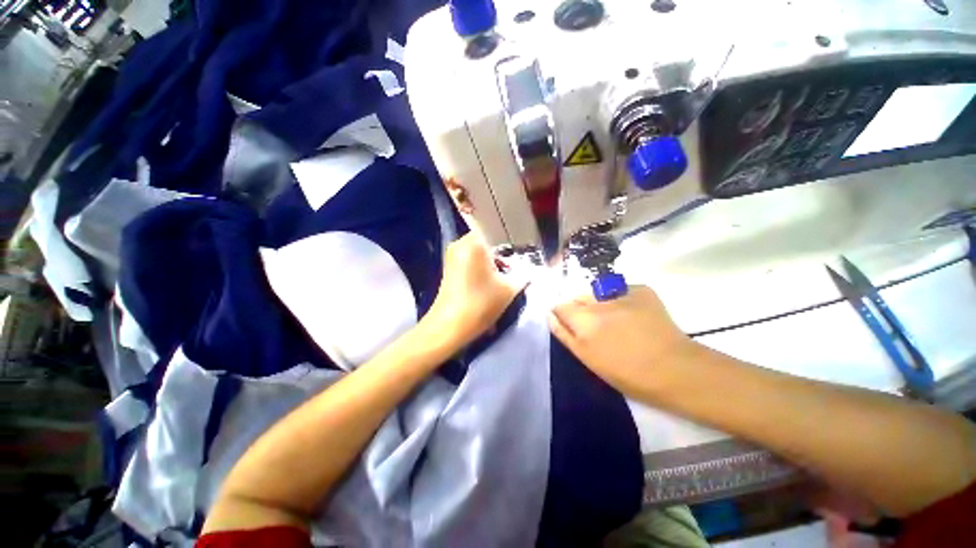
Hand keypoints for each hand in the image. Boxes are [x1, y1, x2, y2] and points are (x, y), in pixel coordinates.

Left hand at [425, 232, 524, 349]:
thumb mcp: (508, 289)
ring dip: (491, 263)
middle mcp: (460, 243)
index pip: (497, 231)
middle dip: (501, 255)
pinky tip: (488, 284)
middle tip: (513, 269)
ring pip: (478, 253)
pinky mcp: (448, 269)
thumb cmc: (480, 304)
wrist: (449, 327)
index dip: (511, 243)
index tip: (520, 256)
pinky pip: (469, 261)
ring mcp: (452, 256)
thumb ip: (522, 275)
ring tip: (501, 279)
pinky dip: (481, 269)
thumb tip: (529, 270)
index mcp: (474, 242)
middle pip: (488, 243)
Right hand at [549, 286, 696, 397]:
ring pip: (598, 292)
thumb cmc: (626, 371)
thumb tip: (550, 314)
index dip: (563, 314)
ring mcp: (622, 291)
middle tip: (596, 326)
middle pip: (578, 296)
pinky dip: (620, 299)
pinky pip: (620, 290)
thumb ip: (563, 333)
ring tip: (615, 320)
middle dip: (581, 308)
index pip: (560, 305)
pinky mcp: (641, 289)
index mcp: (583, 319)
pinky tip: (633, 314)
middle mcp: (599, 300)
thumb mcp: (586, 357)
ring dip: (599, 302)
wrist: (675, 369)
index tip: (572, 325)